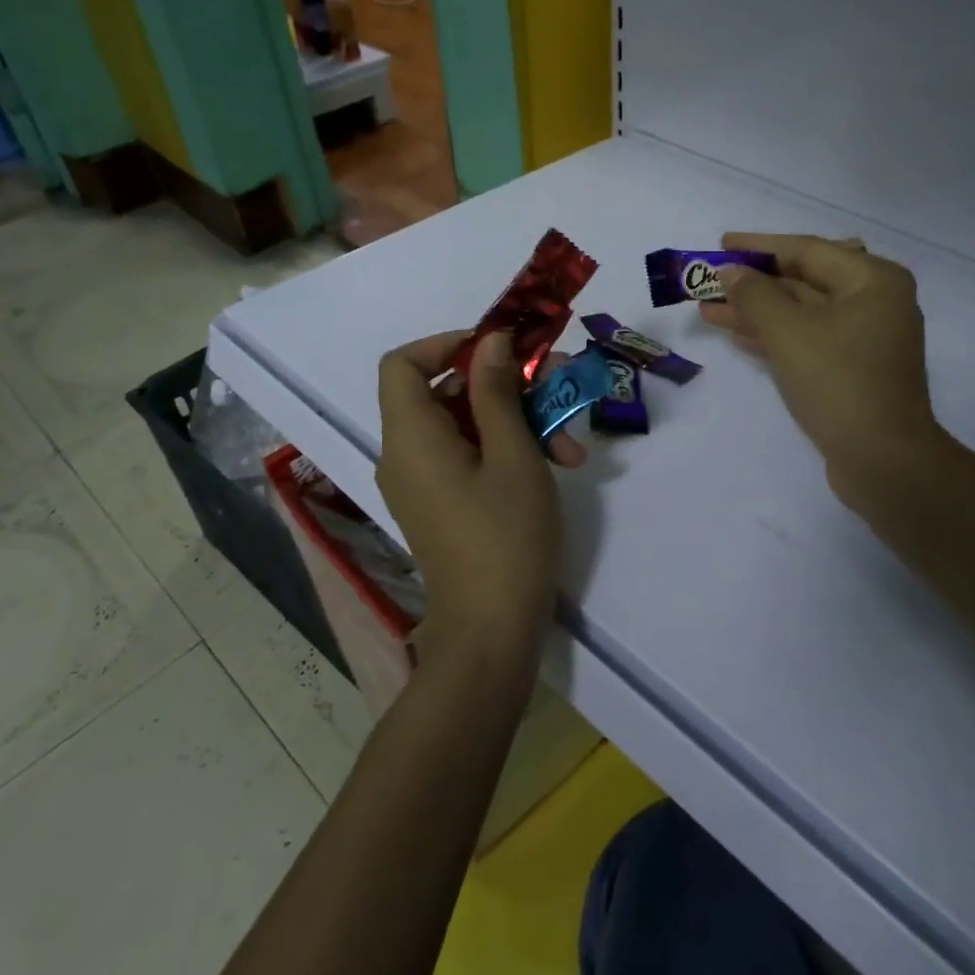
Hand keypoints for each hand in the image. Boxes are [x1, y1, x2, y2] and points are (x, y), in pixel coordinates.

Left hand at [374, 331, 583, 666]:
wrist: (491, 633)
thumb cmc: (505, 537)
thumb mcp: (513, 454)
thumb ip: (497, 392)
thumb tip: (490, 341)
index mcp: (411, 436)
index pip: (402, 363)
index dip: (447, 343)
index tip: (500, 346)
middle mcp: (406, 454)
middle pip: (445, 391)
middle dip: (506, 382)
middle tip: (559, 382)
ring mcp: (423, 482)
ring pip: (466, 424)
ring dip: (520, 420)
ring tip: (572, 443)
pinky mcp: (442, 503)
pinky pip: (468, 455)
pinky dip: (508, 449)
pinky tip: (559, 463)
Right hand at [700, 233, 948, 503]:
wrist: (883, 461)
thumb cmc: (838, 382)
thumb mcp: (788, 332)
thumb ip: (754, 295)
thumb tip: (730, 272)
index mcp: (873, 280)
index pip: (807, 250)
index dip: (759, 246)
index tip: (720, 244)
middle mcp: (874, 302)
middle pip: (803, 280)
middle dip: (753, 283)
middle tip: (708, 280)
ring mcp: (864, 338)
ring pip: (801, 313)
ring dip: (756, 311)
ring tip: (708, 308)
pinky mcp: (852, 369)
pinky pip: (807, 339)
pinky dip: (773, 336)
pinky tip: (736, 334)